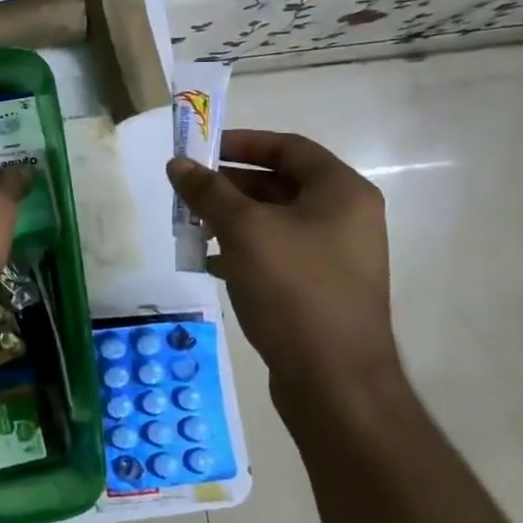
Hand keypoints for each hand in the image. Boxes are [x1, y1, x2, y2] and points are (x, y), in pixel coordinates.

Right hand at [167, 130, 397, 397]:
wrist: (334, 380)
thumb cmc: (293, 289)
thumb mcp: (244, 230)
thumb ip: (208, 192)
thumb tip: (177, 164)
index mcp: (340, 192)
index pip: (288, 147)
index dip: (242, 142)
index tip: (200, 149)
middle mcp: (345, 217)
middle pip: (278, 183)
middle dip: (228, 185)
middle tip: (186, 191)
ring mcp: (334, 256)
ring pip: (273, 221)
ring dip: (230, 219)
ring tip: (190, 226)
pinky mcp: (319, 288)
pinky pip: (276, 254)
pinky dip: (242, 250)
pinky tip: (208, 262)